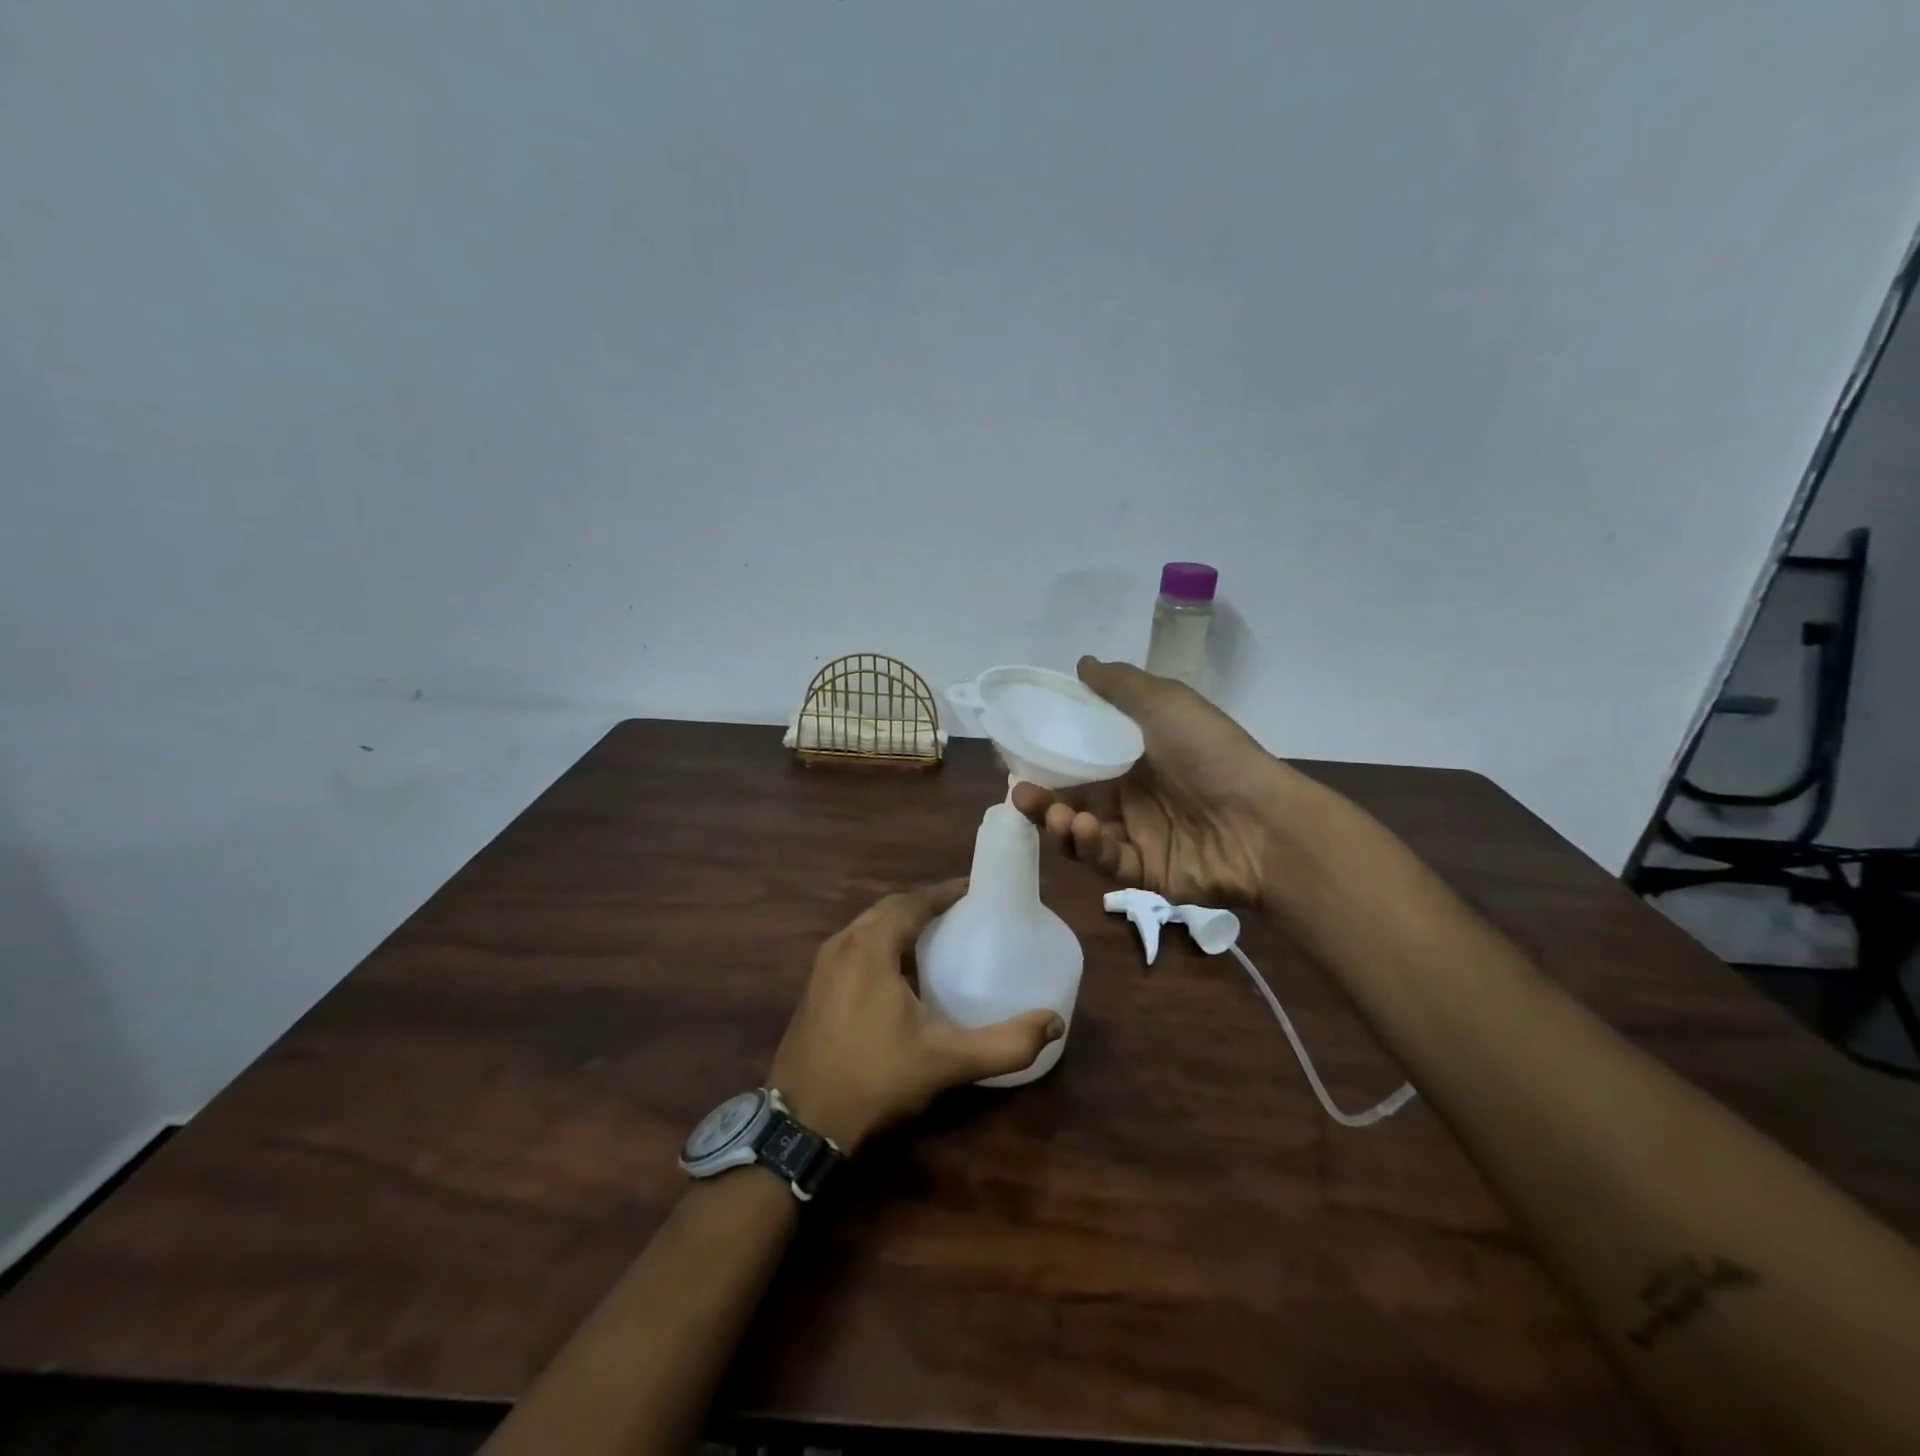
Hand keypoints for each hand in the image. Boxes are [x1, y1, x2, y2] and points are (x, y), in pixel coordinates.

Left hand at [767, 880, 1065, 1153]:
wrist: (802, 1124)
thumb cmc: (875, 1080)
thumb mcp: (945, 1062)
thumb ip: (1004, 1044)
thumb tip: (1053, 1024)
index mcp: (870, 947)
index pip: (913, 901)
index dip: (945, 892)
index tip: (976, 889)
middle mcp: (842, 944)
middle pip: (889, 908)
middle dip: (926, 904)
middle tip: (963, 912)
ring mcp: (823, 965)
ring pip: (869, 926)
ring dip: (902, 922)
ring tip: (938, 935)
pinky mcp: (815, 986)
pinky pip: (855, 945)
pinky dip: (882, 942)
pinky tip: (901, 970)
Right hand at [1011, 657, 1294, 906]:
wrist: (1261, 823)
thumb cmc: (1211, 755)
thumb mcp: (1166, 703)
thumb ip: (1120, 685)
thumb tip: (1081, 664)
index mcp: (1137, 757)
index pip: (1081, 757)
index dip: (1048, 757)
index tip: (1016, 755)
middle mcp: (1134, 796)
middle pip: (1073, 798)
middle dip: (1042, 798)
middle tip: (1021, 793)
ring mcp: (1139, 836)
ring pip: (1082, 834)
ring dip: (1060, 824)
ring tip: (1056, 814)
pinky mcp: (1144, 873)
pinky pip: (1105, 862)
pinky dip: (1089, 847)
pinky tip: (1086, 830)